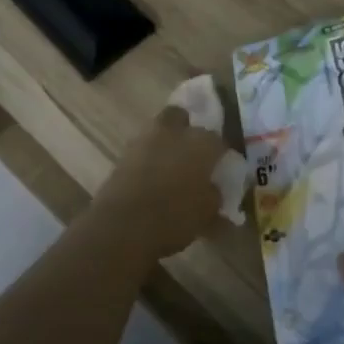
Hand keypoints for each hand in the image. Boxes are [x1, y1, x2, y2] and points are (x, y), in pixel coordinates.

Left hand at [91, 106, 224, 258]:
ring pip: (159, 132)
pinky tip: (152, 179)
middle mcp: (174, 133)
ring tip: (171, 169)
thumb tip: (213, 189)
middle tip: (193, 155)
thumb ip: (215, 196)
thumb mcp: (207, 214)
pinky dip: (149, 160)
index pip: (218, 139)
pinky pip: (142, 151)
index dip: (220, 154)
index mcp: (201, 142)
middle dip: (187, 130)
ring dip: (166, 144)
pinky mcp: (122, 155)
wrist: (122, 226)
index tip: (221, 168)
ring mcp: (144, 140)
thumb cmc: (174, 218)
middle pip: (182, 117)